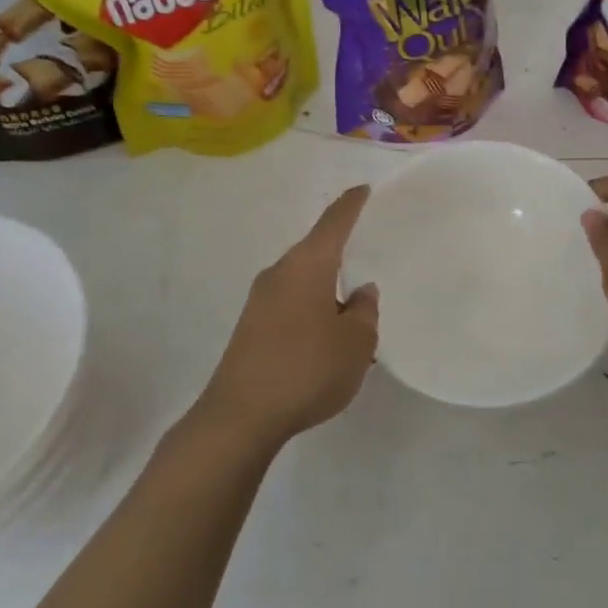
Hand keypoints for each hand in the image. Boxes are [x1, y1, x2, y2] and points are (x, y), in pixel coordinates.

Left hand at [195, 185, 379, 451]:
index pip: (334, 222)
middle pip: (315, 250)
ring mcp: (260, 300)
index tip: (364, 190)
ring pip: (302, 280)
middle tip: (367, 254)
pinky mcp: (250, 327)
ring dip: (326, 288)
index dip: (351, 205)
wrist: (240, 417)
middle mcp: (280, 273)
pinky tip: (325, 337)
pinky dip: (311, 309)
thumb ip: (364, 312)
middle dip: (340, 251)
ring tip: (352, 309)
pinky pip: (290, 303)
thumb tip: (360, 292)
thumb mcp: (355, 342)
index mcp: (308, 265)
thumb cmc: (307, 368)